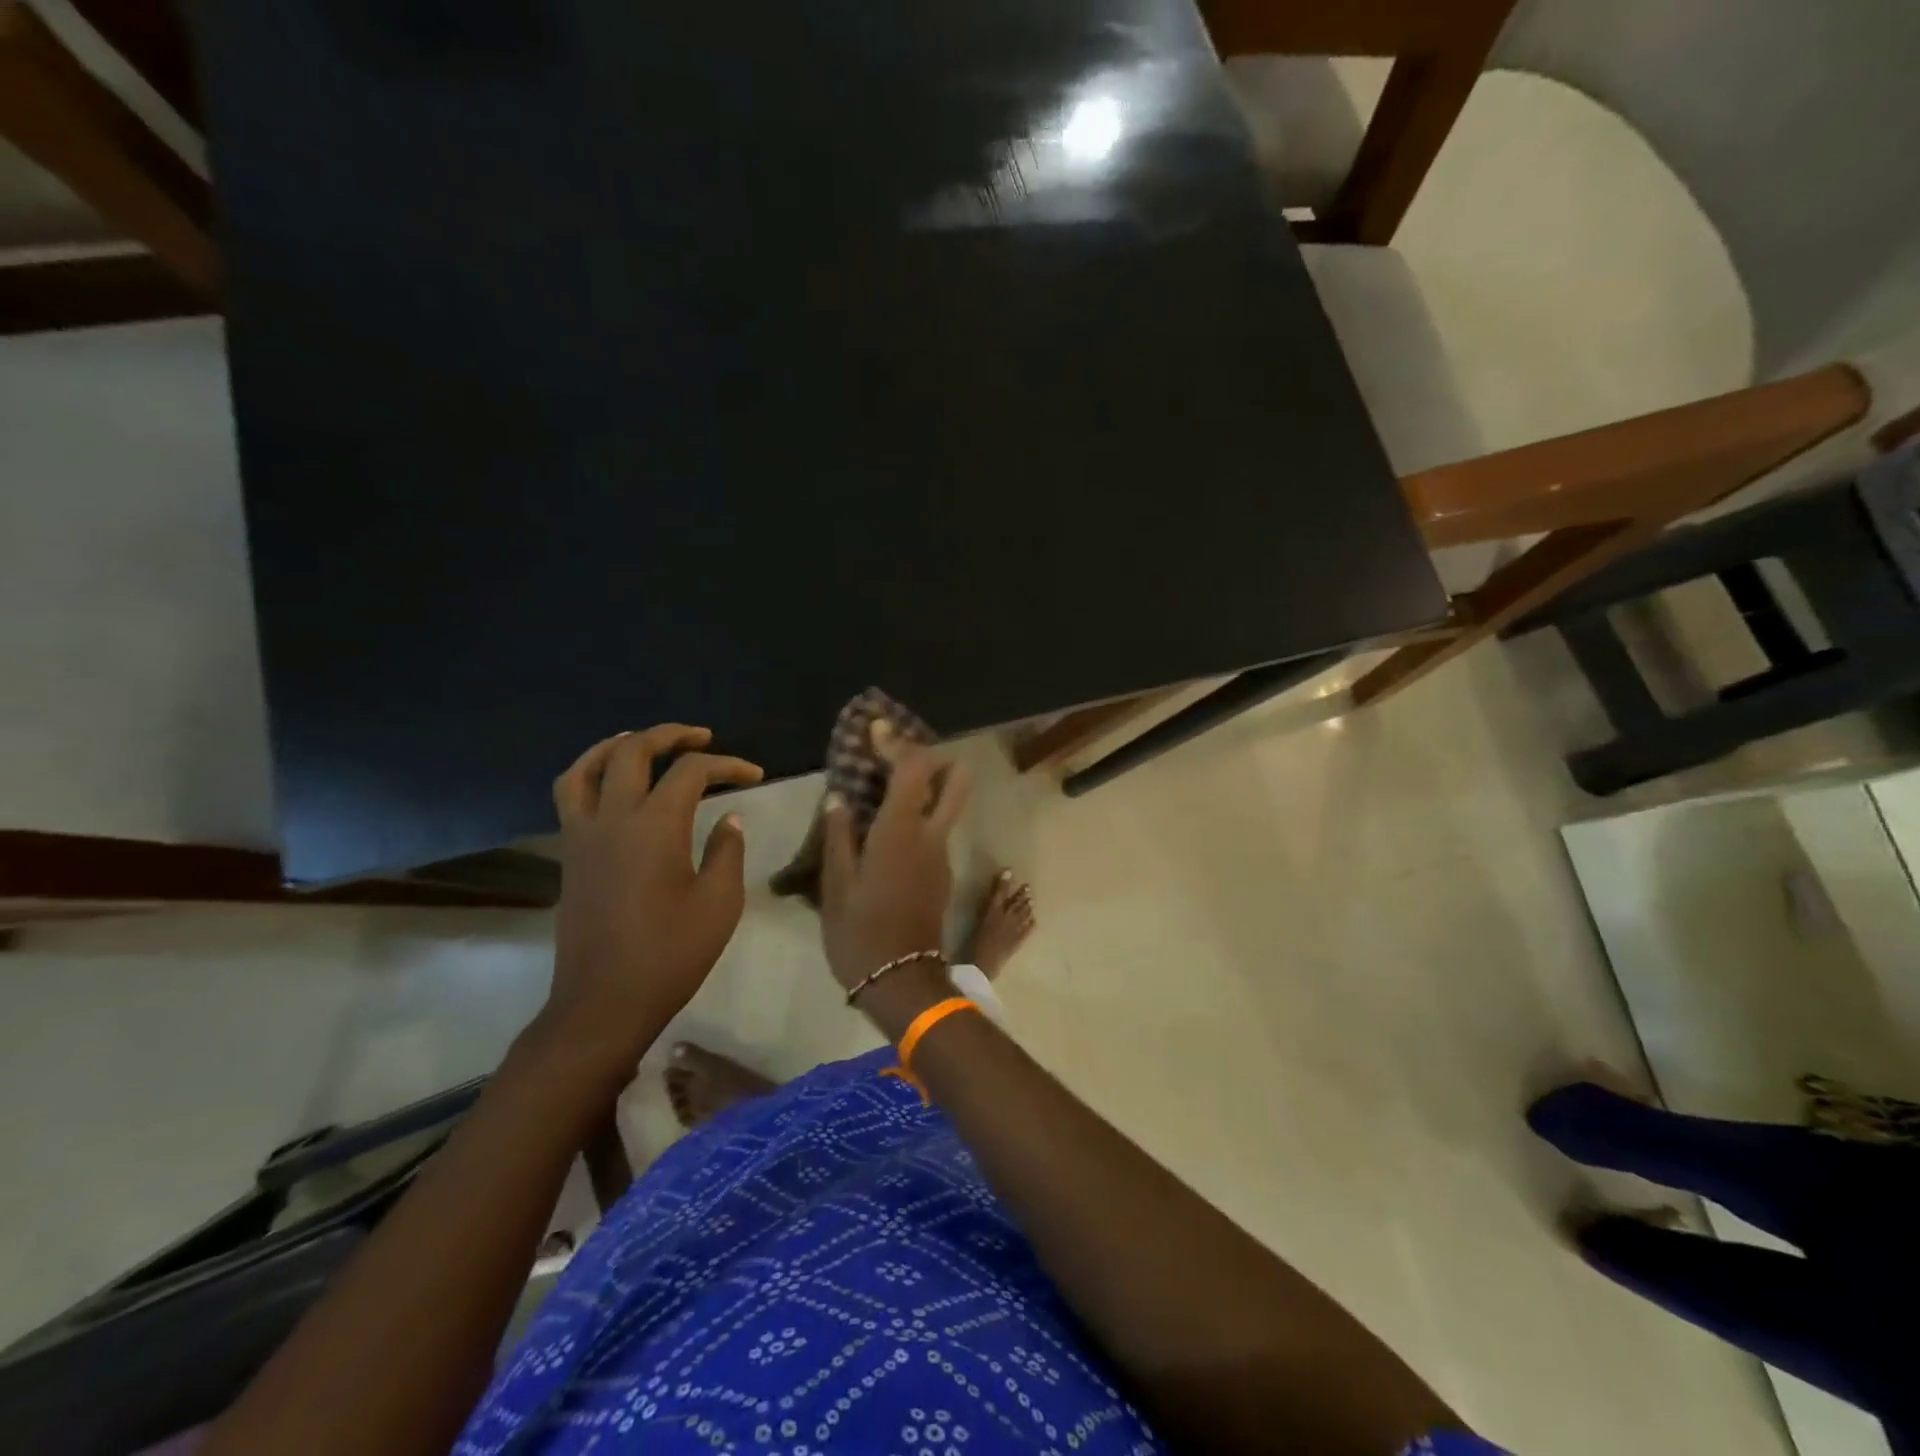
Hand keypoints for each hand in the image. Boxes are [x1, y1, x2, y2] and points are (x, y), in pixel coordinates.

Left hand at [543, 725, 763, 1068]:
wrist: (604, 1002)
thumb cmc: (670, 955)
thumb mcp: (719, 904)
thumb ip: (727, 852)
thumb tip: (729, 819)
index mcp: (656, 827)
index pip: (691, 771)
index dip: (727, 765)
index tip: (754, 776)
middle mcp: (614, 818)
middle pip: (634, 751)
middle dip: (671, 735)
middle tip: (701, 738)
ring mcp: (583, 835)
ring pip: (588, 766)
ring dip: (618, 744)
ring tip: (644, 741)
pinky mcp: (569, 855)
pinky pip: (570, 795)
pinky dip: (589, 773)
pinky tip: (610, 784)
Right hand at [820, 749, 970, 997]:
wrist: (902, 982)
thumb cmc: (860, 933)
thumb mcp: (836, 885)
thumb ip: (838, 836)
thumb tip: (838, 799)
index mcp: (901, 831)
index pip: (913, 767)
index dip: (896, 741)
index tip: (875, 728)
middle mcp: (931, 835)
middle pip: (956, 779)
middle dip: (934, 759)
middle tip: (898, 759)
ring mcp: (942, 855)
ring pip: (947, 804)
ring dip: (925, 787)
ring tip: (882, 790)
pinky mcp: (942, 872)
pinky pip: (936, 829)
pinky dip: (920, 815)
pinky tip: (887, 829)